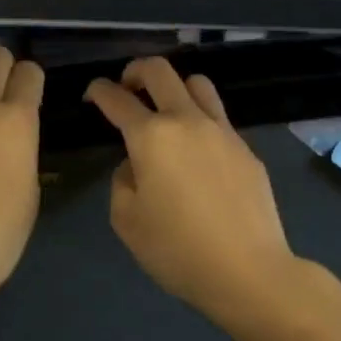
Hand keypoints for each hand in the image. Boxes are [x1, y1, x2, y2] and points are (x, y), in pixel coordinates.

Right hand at [83, 56, 301, 318]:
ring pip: (197, 83)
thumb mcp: (127, 221)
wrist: (248, 270)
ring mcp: (222, 130)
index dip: (99, 90)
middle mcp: (186, 120)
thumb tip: (136, 165)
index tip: (93, 94)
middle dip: (136, 70)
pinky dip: (200, 118)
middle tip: (127, 87)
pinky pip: (218, 116)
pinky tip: (197, 150)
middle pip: (160, 71)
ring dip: (175, 86)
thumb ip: (122, 181)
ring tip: (167, 109)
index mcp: (151, 136)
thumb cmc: (177, 250)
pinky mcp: (245, 148)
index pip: (117, 98)